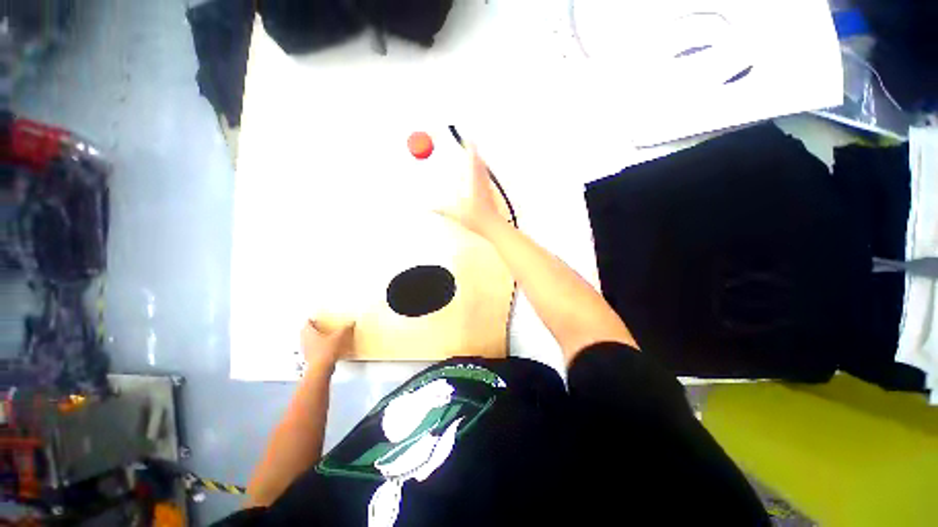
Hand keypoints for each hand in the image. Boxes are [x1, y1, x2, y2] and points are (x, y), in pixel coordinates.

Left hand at [301, 318, 354, 371]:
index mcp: (309, 333)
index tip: (314, 318)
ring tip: (322, 337)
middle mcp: (304, 341)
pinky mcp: (309, 359)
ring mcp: (306, 351)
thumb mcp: (339, 337)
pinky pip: (312, 350)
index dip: (311, 320)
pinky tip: (325, 349)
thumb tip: (351, 323)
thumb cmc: (325, 352)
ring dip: (313, 339)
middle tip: (317, 327)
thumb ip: (345, 329)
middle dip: (311, 329)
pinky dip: (317, 348)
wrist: (321, 369)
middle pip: (305, 332)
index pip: (307, 323)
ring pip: (307, 342)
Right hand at [436, 145, 502, 237]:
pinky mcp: (490, 194)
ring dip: (479, 162)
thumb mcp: (455, 213)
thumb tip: (431, 208)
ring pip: (484, 170)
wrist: (492, 225)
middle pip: (479, 163)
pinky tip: (479, 176)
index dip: (471, 149)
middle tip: (470, 146)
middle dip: (475, 153)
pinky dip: (482, 172)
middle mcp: (481, 182)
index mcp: (473, 182)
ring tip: (474, 157)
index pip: (473, 161)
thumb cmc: (475, 218)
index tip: (468, 140)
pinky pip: (486, 178)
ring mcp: (487, 187)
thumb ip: (442, 209)